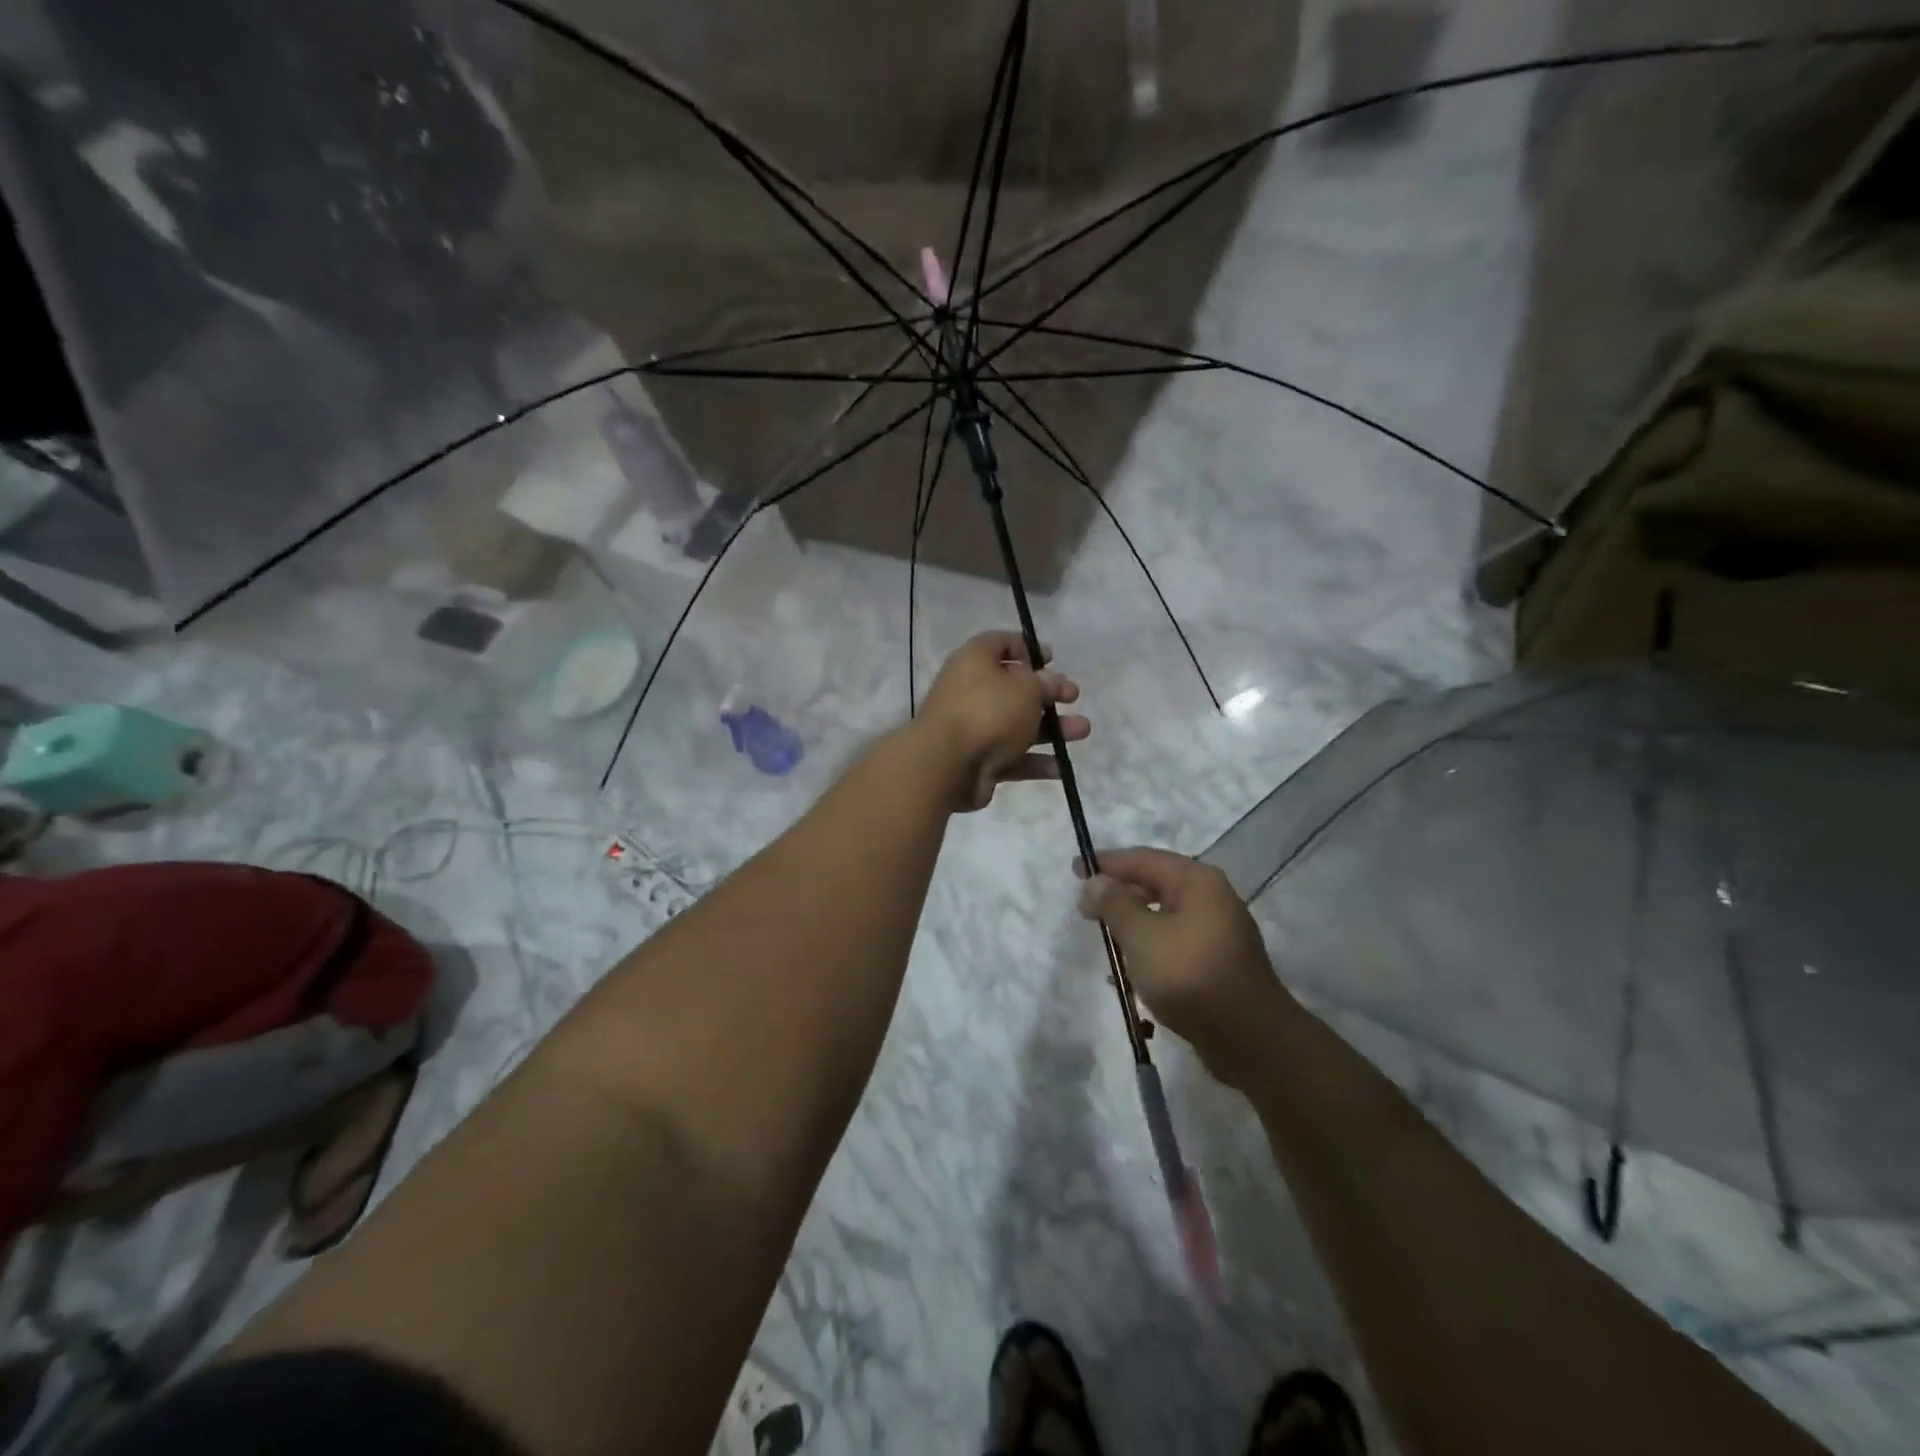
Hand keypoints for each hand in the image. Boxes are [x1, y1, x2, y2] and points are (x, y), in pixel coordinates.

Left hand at [914, 631, 1087, 811]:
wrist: (947, 765)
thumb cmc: (988, 711)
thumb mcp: (1026, 688)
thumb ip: (1044, 683)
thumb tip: (1051, 680)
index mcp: (975, 661)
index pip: (1000, 643)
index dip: (1027, 647)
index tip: (1052, 658)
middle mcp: (971, 691)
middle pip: (1014, 688)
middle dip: (1048, 694)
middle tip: (1073, 697)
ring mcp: (974, 728)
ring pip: (1018, 724)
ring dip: (1052, 728)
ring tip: (1083, 731)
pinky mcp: (978, 760)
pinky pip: (1012, 757)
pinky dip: (1036, 761)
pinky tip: (1062, 767)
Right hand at [1075, 848, 1294, 1088]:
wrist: (1249, 1039)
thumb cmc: (1189, 974)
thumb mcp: (1141, 935)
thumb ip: (1114, 904)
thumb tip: (1096, 881)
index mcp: (1196, 881)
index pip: (1142, 859)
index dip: (1106, 863)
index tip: (1076, 869)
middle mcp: (1211, 899)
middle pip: (1154, 886)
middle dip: (1118, 896)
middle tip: (1085, 910)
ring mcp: (1217, 933)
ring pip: (1163, 918)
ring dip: (1132, 928)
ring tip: (1105, 942)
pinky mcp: (1217, 964)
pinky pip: (1173, 946)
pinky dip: (1150, 952)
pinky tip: (1129, 975)